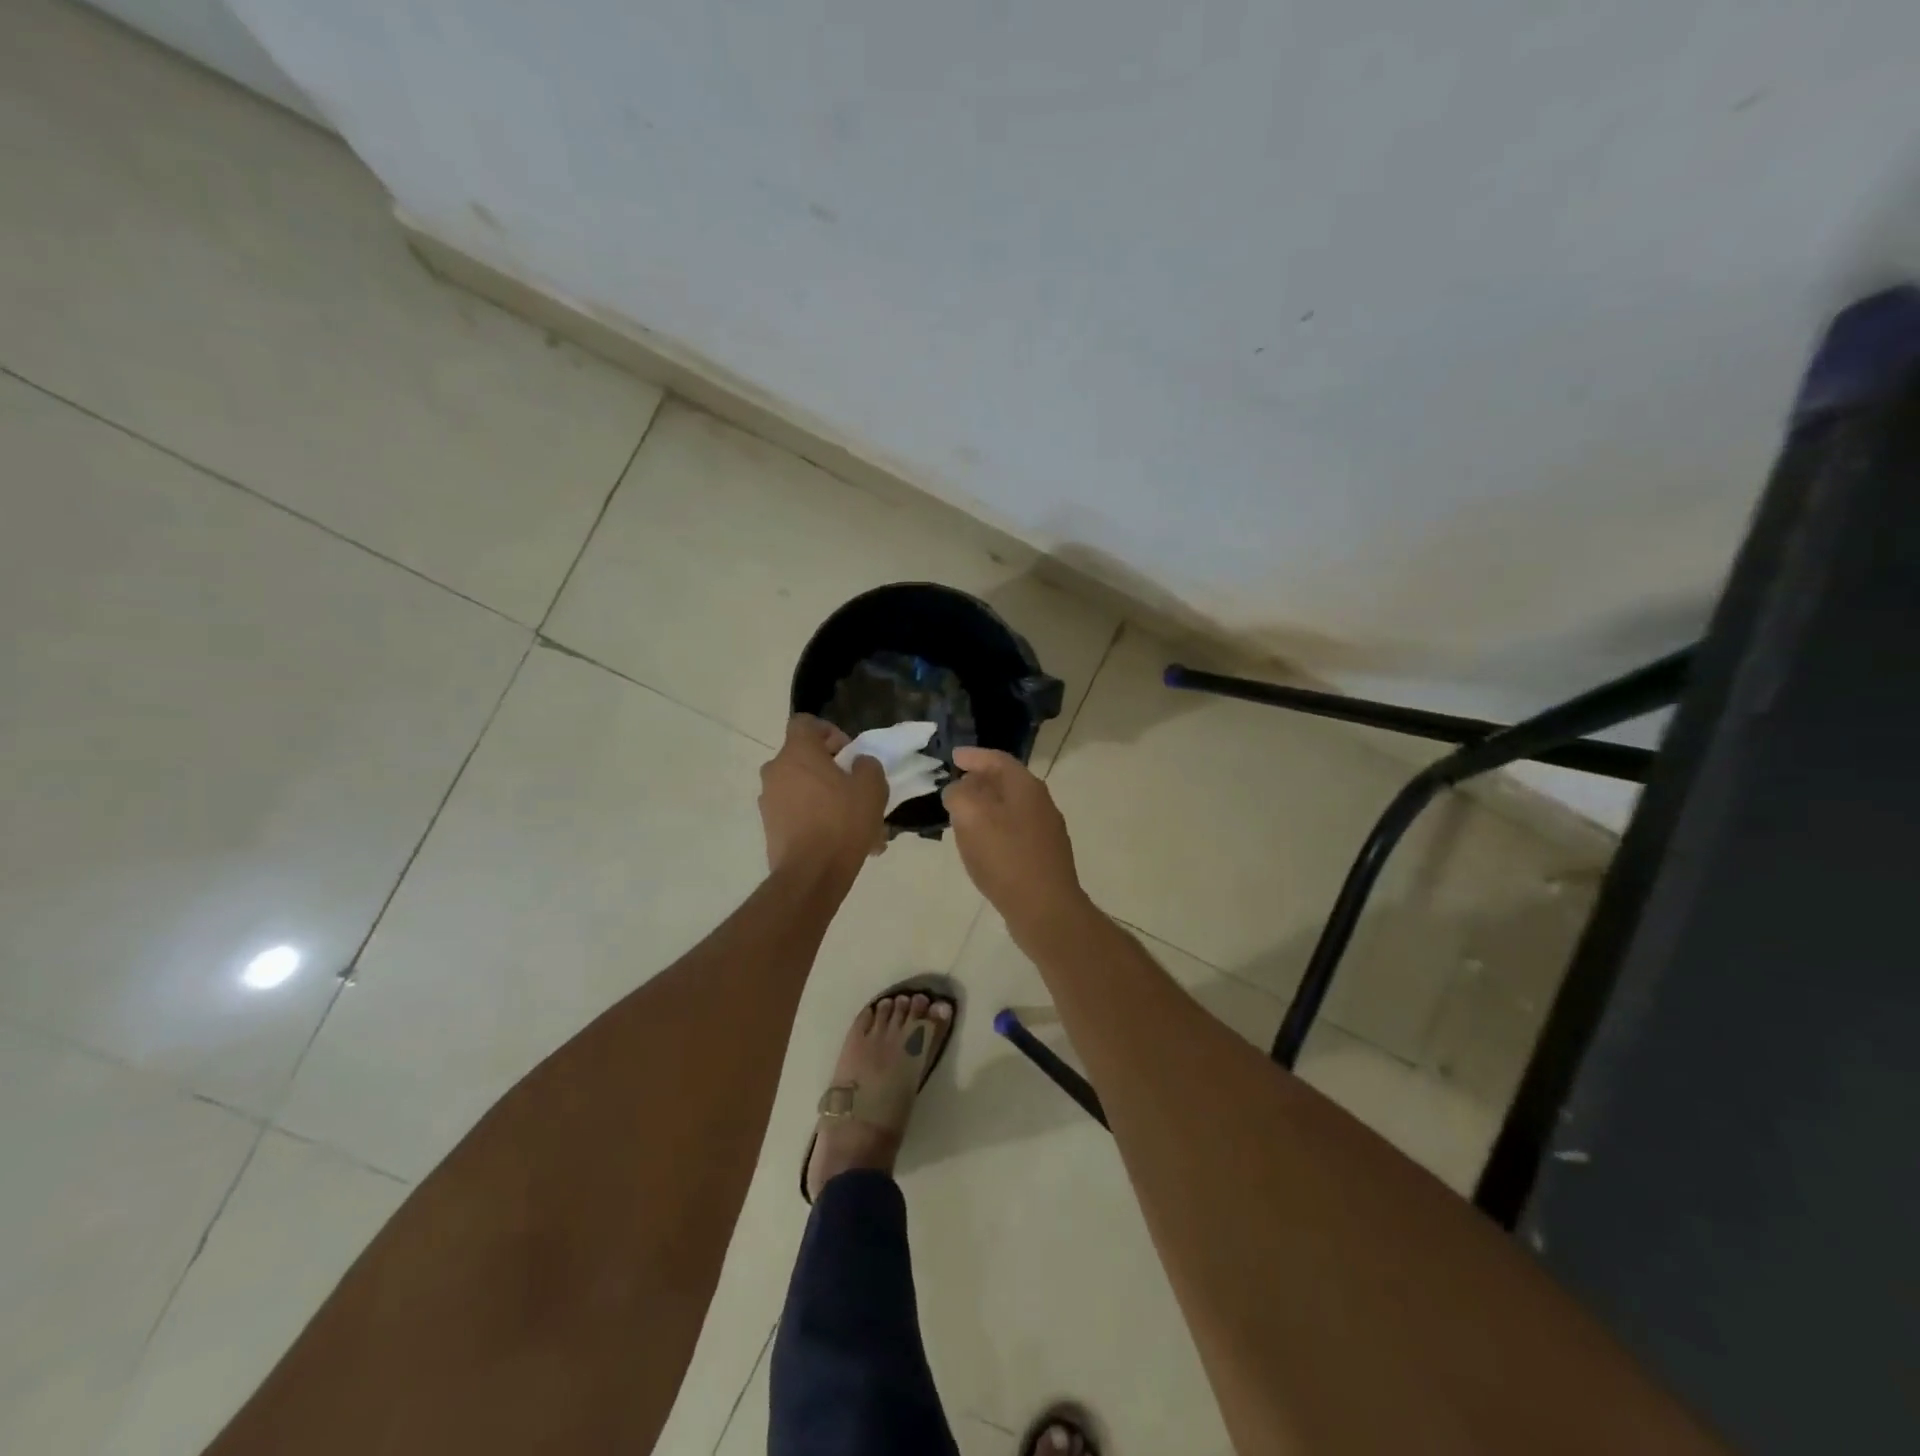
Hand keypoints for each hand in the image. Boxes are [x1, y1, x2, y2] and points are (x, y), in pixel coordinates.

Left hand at [759, 716, 886, 876]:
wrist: (811, 874)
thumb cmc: (842, 821)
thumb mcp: (872, 787)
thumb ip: (867, 765)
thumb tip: (858, 764)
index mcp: (797, 752)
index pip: (805, 723)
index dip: (829, 731)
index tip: (848, 754)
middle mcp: (776, 771)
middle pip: (804, 758)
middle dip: (832, 771)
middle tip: (856, 791)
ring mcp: (769, 800)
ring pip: (804, 789)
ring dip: (827, 799)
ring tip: (855, 824)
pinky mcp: (770, 827)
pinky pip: (798, 813)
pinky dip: (817, 820)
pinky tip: (841, 843)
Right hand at [942, 747, 1090, 938]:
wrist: (1046, 909)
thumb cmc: (1006, 857)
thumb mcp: (971, 817)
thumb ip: (959, 795)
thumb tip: (957, 790)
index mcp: (1026, 787)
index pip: (997, 759)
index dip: (973, 756)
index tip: (953, 757)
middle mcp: (1041, 802)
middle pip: (1007, 781)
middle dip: (980, 780)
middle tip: (955, 784)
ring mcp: (1046, 830)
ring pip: (1011, 807)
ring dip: (986, 805)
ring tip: (963, 814)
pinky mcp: (1044, 856)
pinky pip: (1014, 830)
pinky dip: (995, 827)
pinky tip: (981, 844)